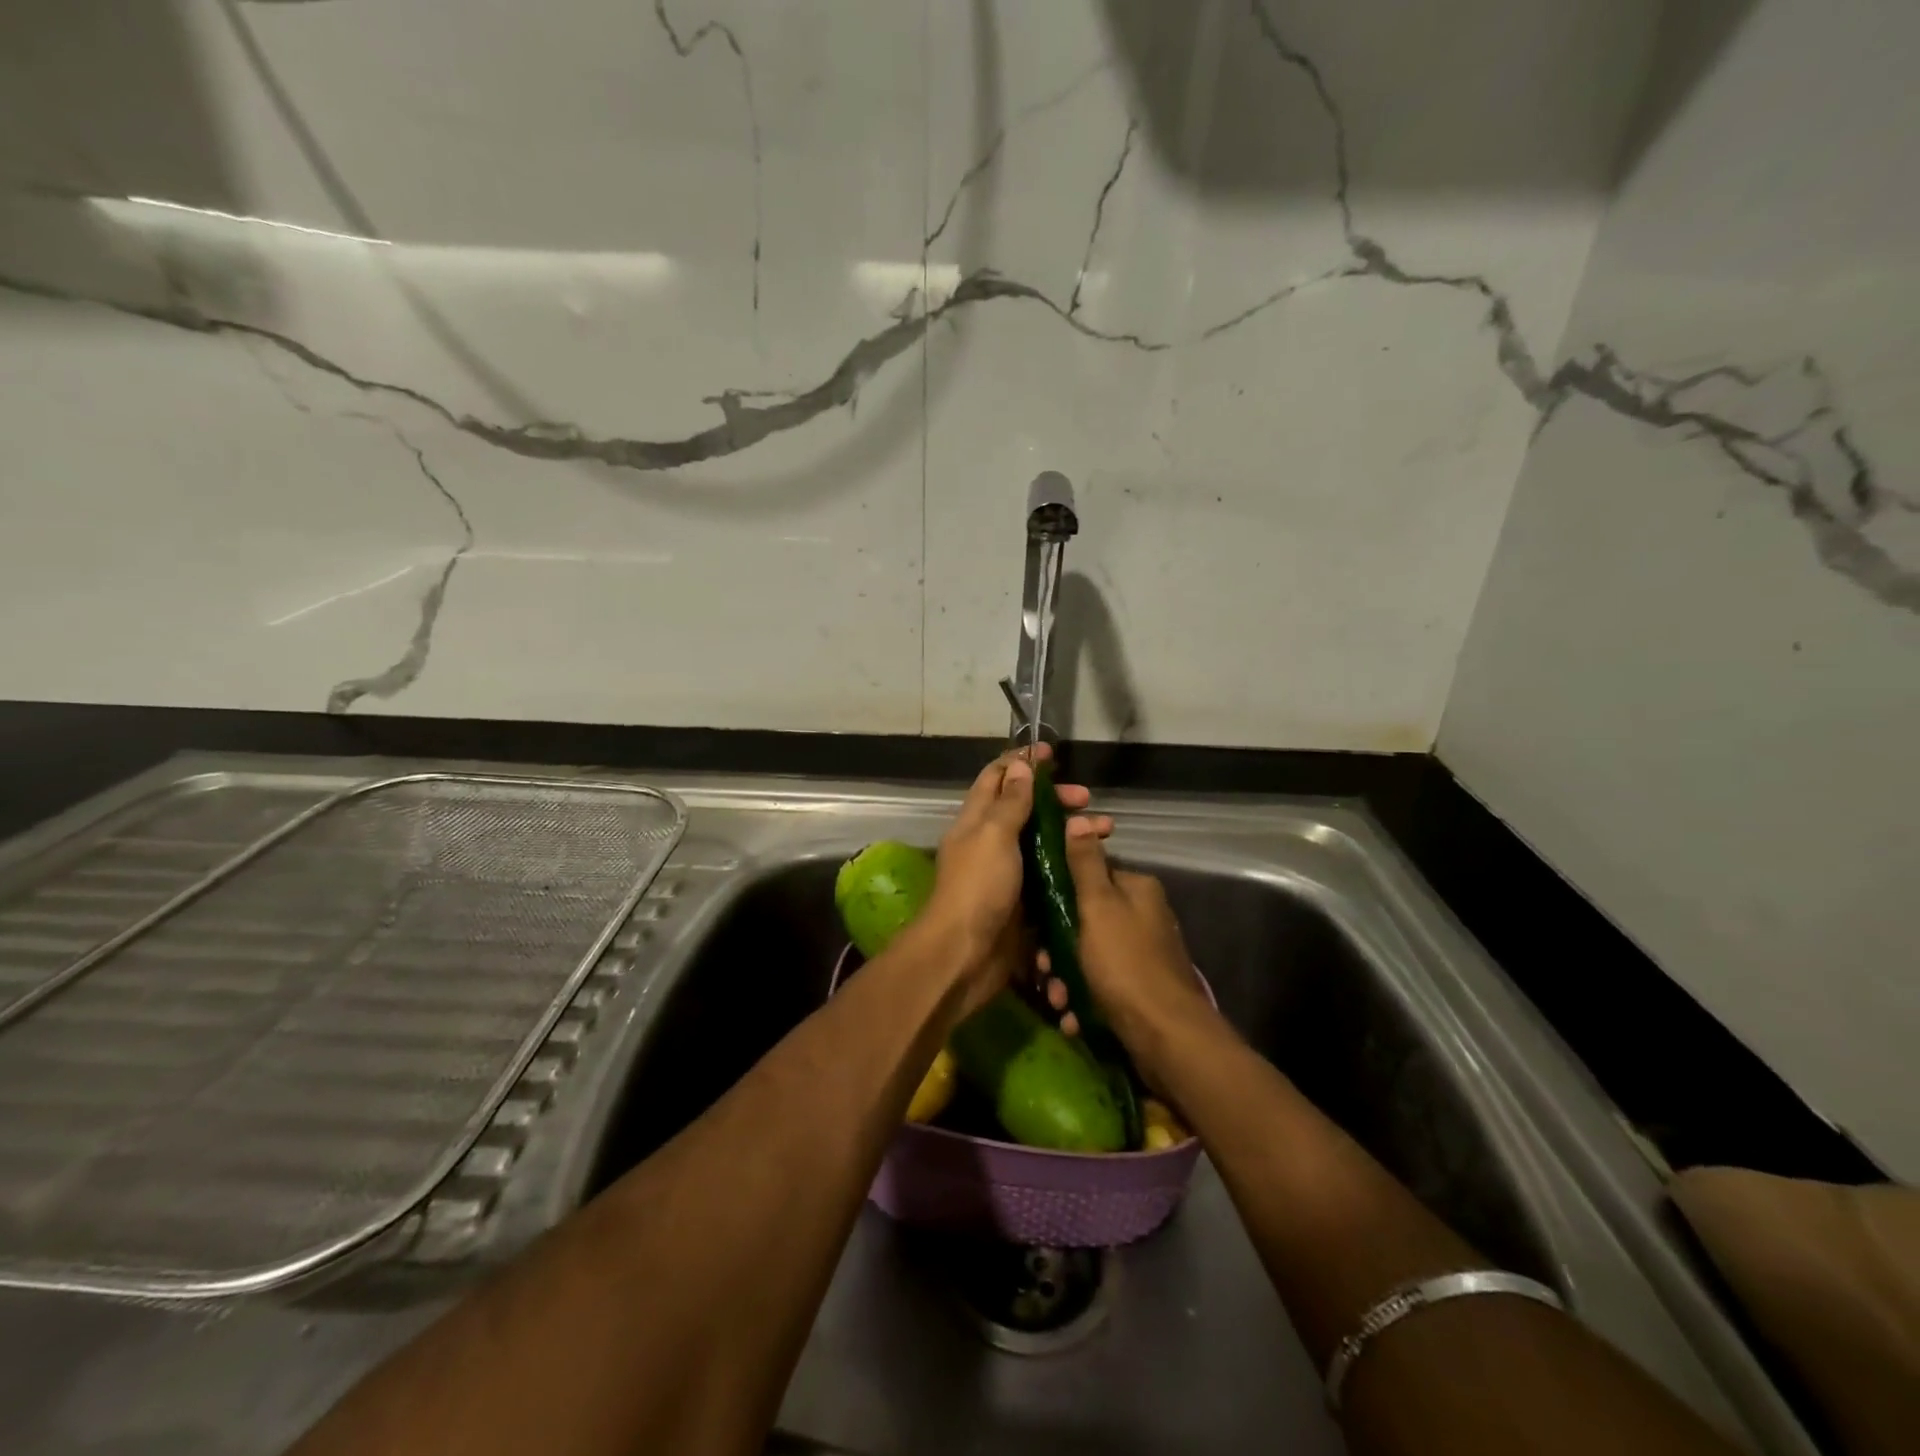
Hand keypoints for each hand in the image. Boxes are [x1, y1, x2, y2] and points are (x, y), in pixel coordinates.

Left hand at [923, 745, 1108, 1014]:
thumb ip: (1009, 802)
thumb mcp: (993, 835)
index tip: (1051, 752)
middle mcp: (990, 842)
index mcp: (976, 820)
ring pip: (1043, 841)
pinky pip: (1050, 874)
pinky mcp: (1024, 901)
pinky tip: (1096, 863)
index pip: (996, 778)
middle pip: (1025, 808)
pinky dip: (1071, 864)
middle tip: (1088, 799)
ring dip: (1071, 830)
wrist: (966, 955)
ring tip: (1105, 831)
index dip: (1021, 761)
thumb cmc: (978, 887)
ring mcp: (1008, 873)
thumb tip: (1019, 764)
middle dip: (1056, 798)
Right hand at [1039, 821, 1209, 1063]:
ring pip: (1090, 954)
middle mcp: (1143, 914)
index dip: (1057, 893)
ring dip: (1066, 977)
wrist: (1165, 1035)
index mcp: (1136, 889)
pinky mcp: (1141, 987)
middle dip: (1057, 945)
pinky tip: (1072, 1017)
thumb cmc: (1125, 963)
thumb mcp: (1098, 907)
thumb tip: (1078, 820)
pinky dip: (1084, 997)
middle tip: (1042, 968)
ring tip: (1057, 999)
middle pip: (1086, 918)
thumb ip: (1085, 865)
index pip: (1089, 874)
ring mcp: (1144, 952)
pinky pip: (1102, 983)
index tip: (1034, 918)